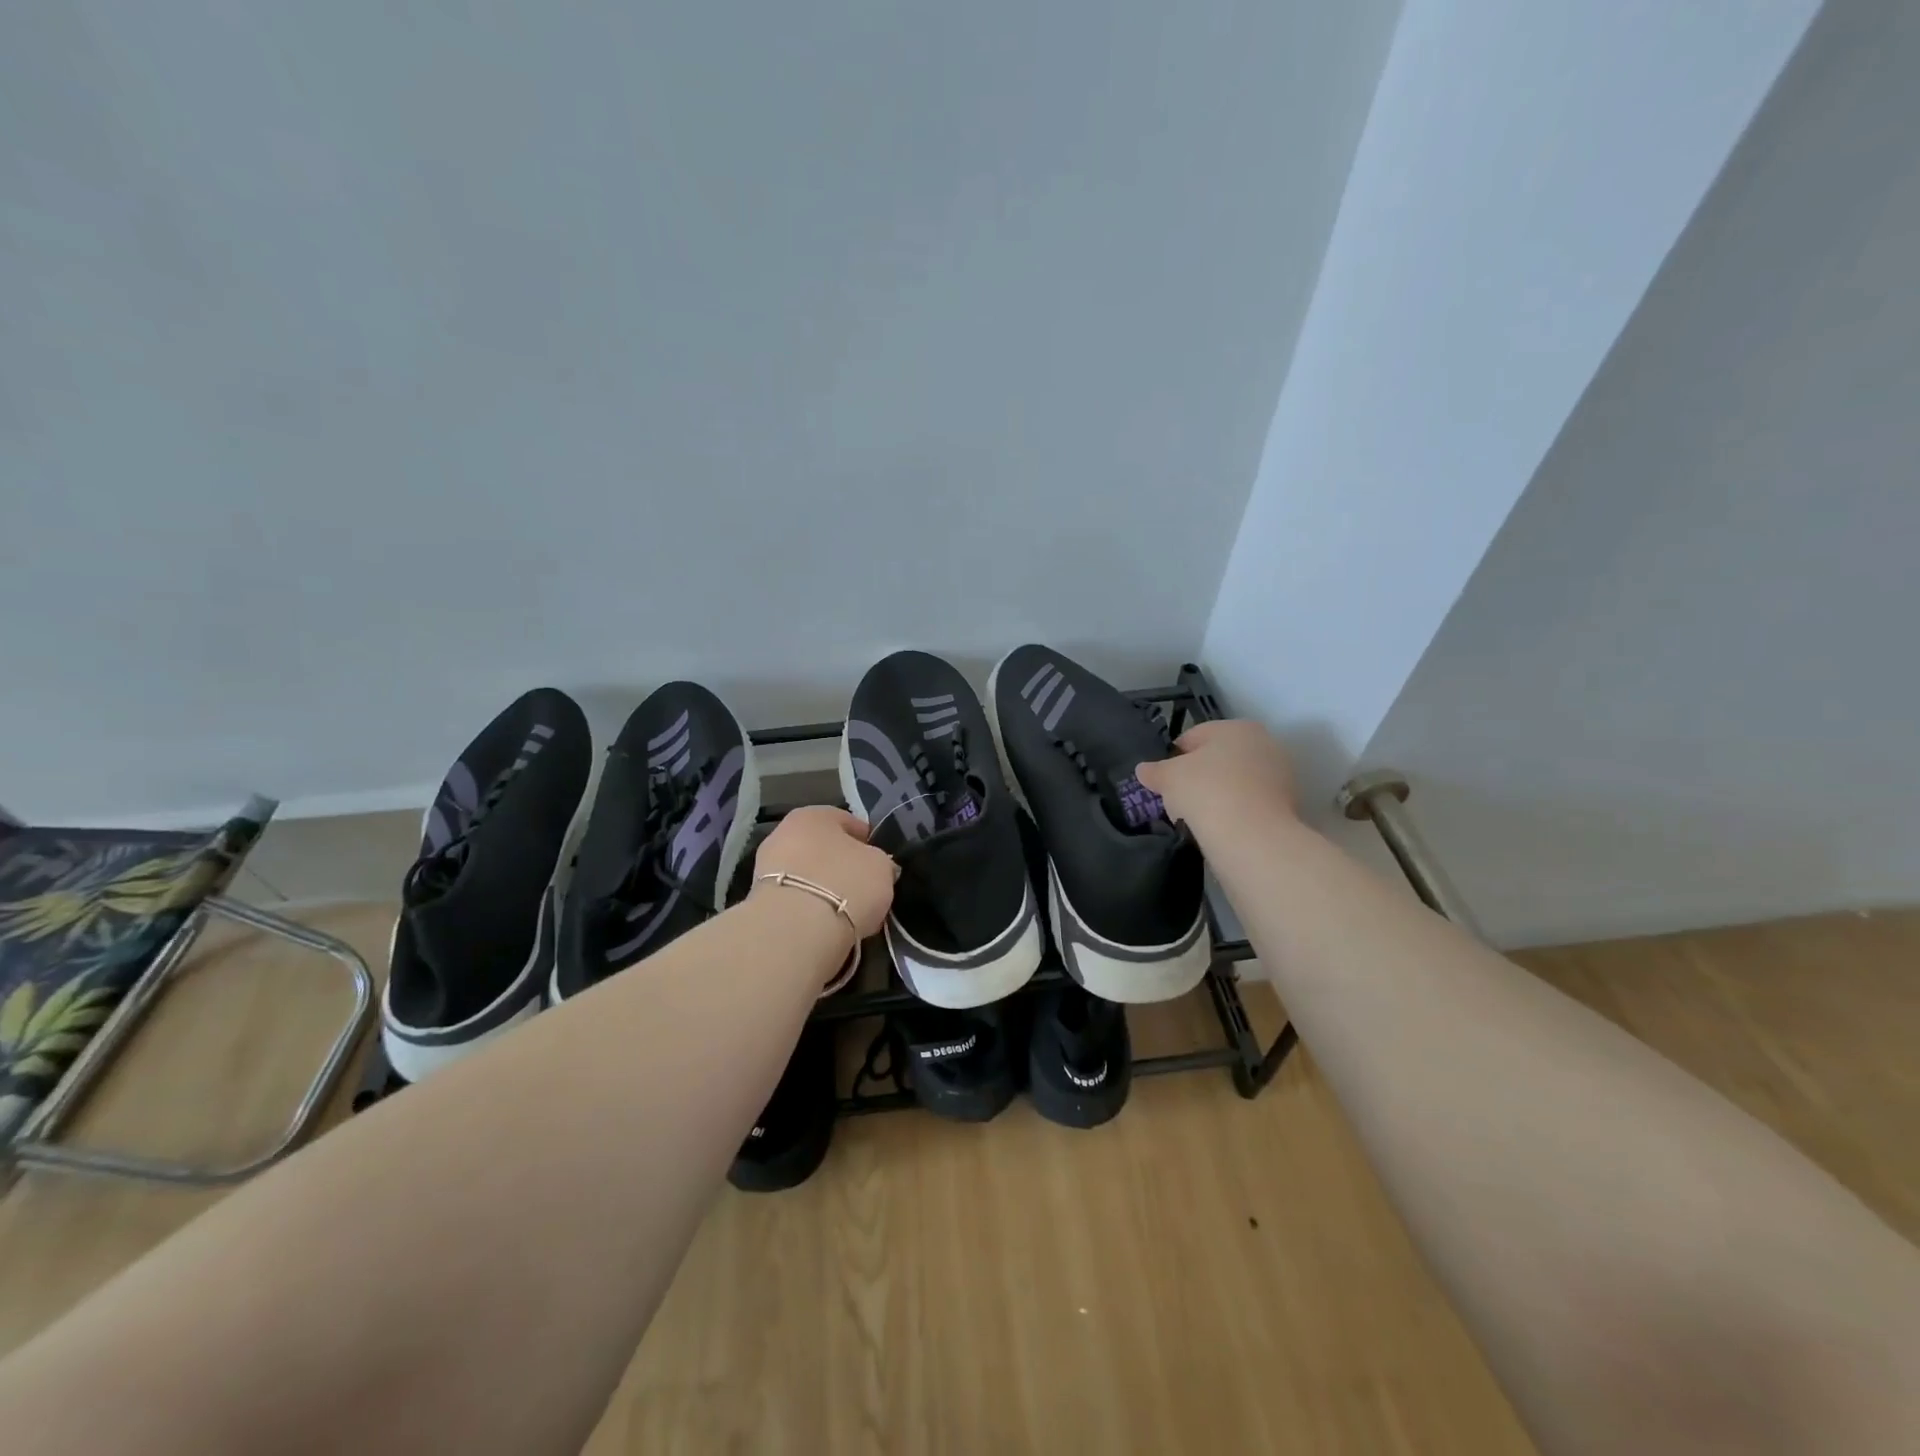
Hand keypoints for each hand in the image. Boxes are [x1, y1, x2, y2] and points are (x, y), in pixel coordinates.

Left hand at [751, 806, 896, 939]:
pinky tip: (825, 923)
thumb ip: (879, 862)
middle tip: (862, 886)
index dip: (867, 841)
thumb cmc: (845, 884)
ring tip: (845, 909)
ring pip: (806, 873)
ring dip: (823, 887)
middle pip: (822, 847)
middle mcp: (784, 832)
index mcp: (814, 815)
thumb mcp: (881, 867)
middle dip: (840, 864)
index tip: (880, 862)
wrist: (795, 930)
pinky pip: (795, 898)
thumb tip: (877, 867)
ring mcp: (766, 867)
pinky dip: (809, 907)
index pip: (847, 821)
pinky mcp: (758, 901)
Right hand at [1135, 720, 1296, 834]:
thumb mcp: (1168, 777)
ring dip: (1216, 795)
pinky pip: (1248, 803)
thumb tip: (1143, 770)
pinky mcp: (1286, 805)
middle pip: (1218, 759)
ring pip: (1234, 782)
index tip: (1162, 780)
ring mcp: (1279, 775)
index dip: (1173, 757)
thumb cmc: (1207, 791)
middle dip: (1197, 776)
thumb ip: (1154, 771)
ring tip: (1197, 817)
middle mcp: (1264, 744)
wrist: (1252, 836)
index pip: (1194, 736)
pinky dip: (1233, 811)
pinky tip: (1218, 827)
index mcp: (1237, 727)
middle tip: (1178, 799)